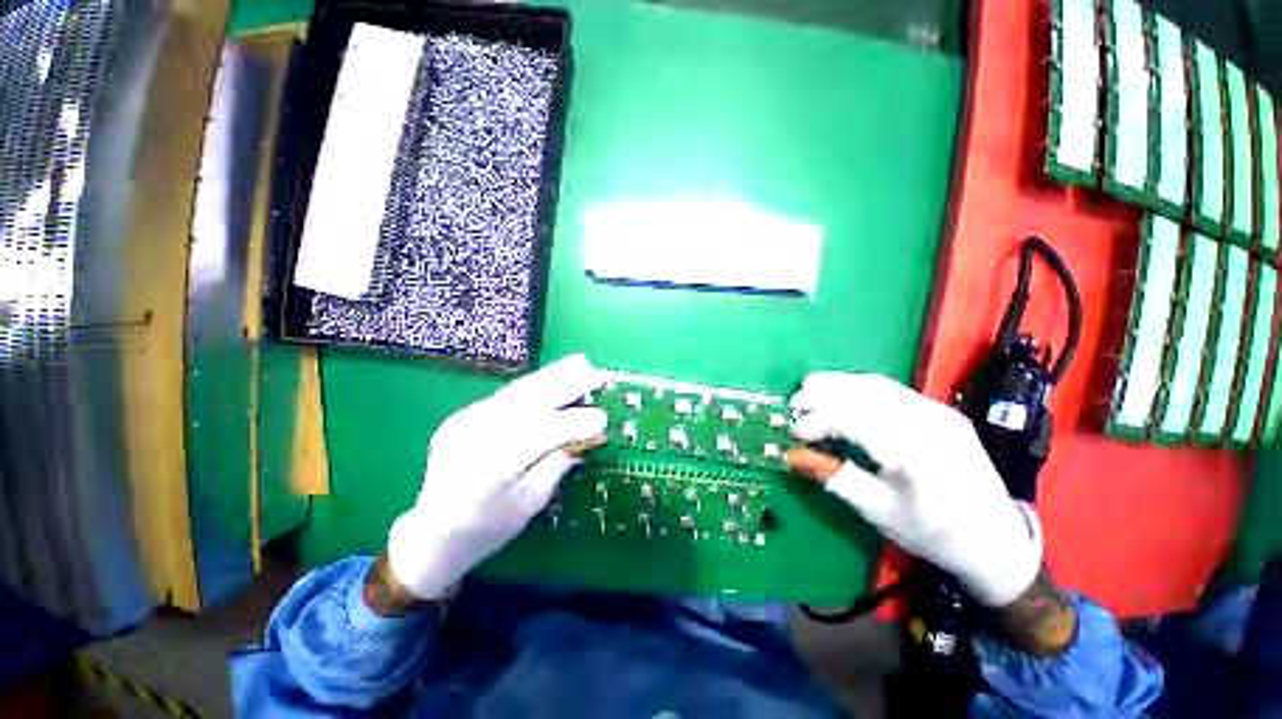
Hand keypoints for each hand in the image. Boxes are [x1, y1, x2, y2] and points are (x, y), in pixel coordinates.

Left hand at [386, 354, 606, 598]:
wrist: (432, 532)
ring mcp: (464, 422)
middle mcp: (473, 438)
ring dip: (552, 375)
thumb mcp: (529, 505)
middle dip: (565, 384)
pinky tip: (555, 379)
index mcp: (489, 471)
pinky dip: (536, 385)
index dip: (573, 424)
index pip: (538, 436)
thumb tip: (590, 436)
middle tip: (596, 374)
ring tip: (580, 363)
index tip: (603, 418)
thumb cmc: (486, 529)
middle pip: (526, 402)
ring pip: (516, 391)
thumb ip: (558, 465)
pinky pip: (507, 396)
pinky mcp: (463, 414)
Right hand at [786, 372, 1042, 606]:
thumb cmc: (935, 535)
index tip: (794, 432)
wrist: (997, 539)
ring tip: (807, 388)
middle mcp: (930, 424)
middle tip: (793, 404)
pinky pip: (891, 389)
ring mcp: (939, 412)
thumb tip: (795, 456)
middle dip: (822, 395)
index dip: (818, 421)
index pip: (856, 420)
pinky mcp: (940, 410)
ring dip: (836, 384)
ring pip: (877, 385)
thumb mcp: (880, 514)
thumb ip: (836, 479)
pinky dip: (857, 386)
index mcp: (917, 455)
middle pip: (865, 395)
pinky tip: (839, 391)